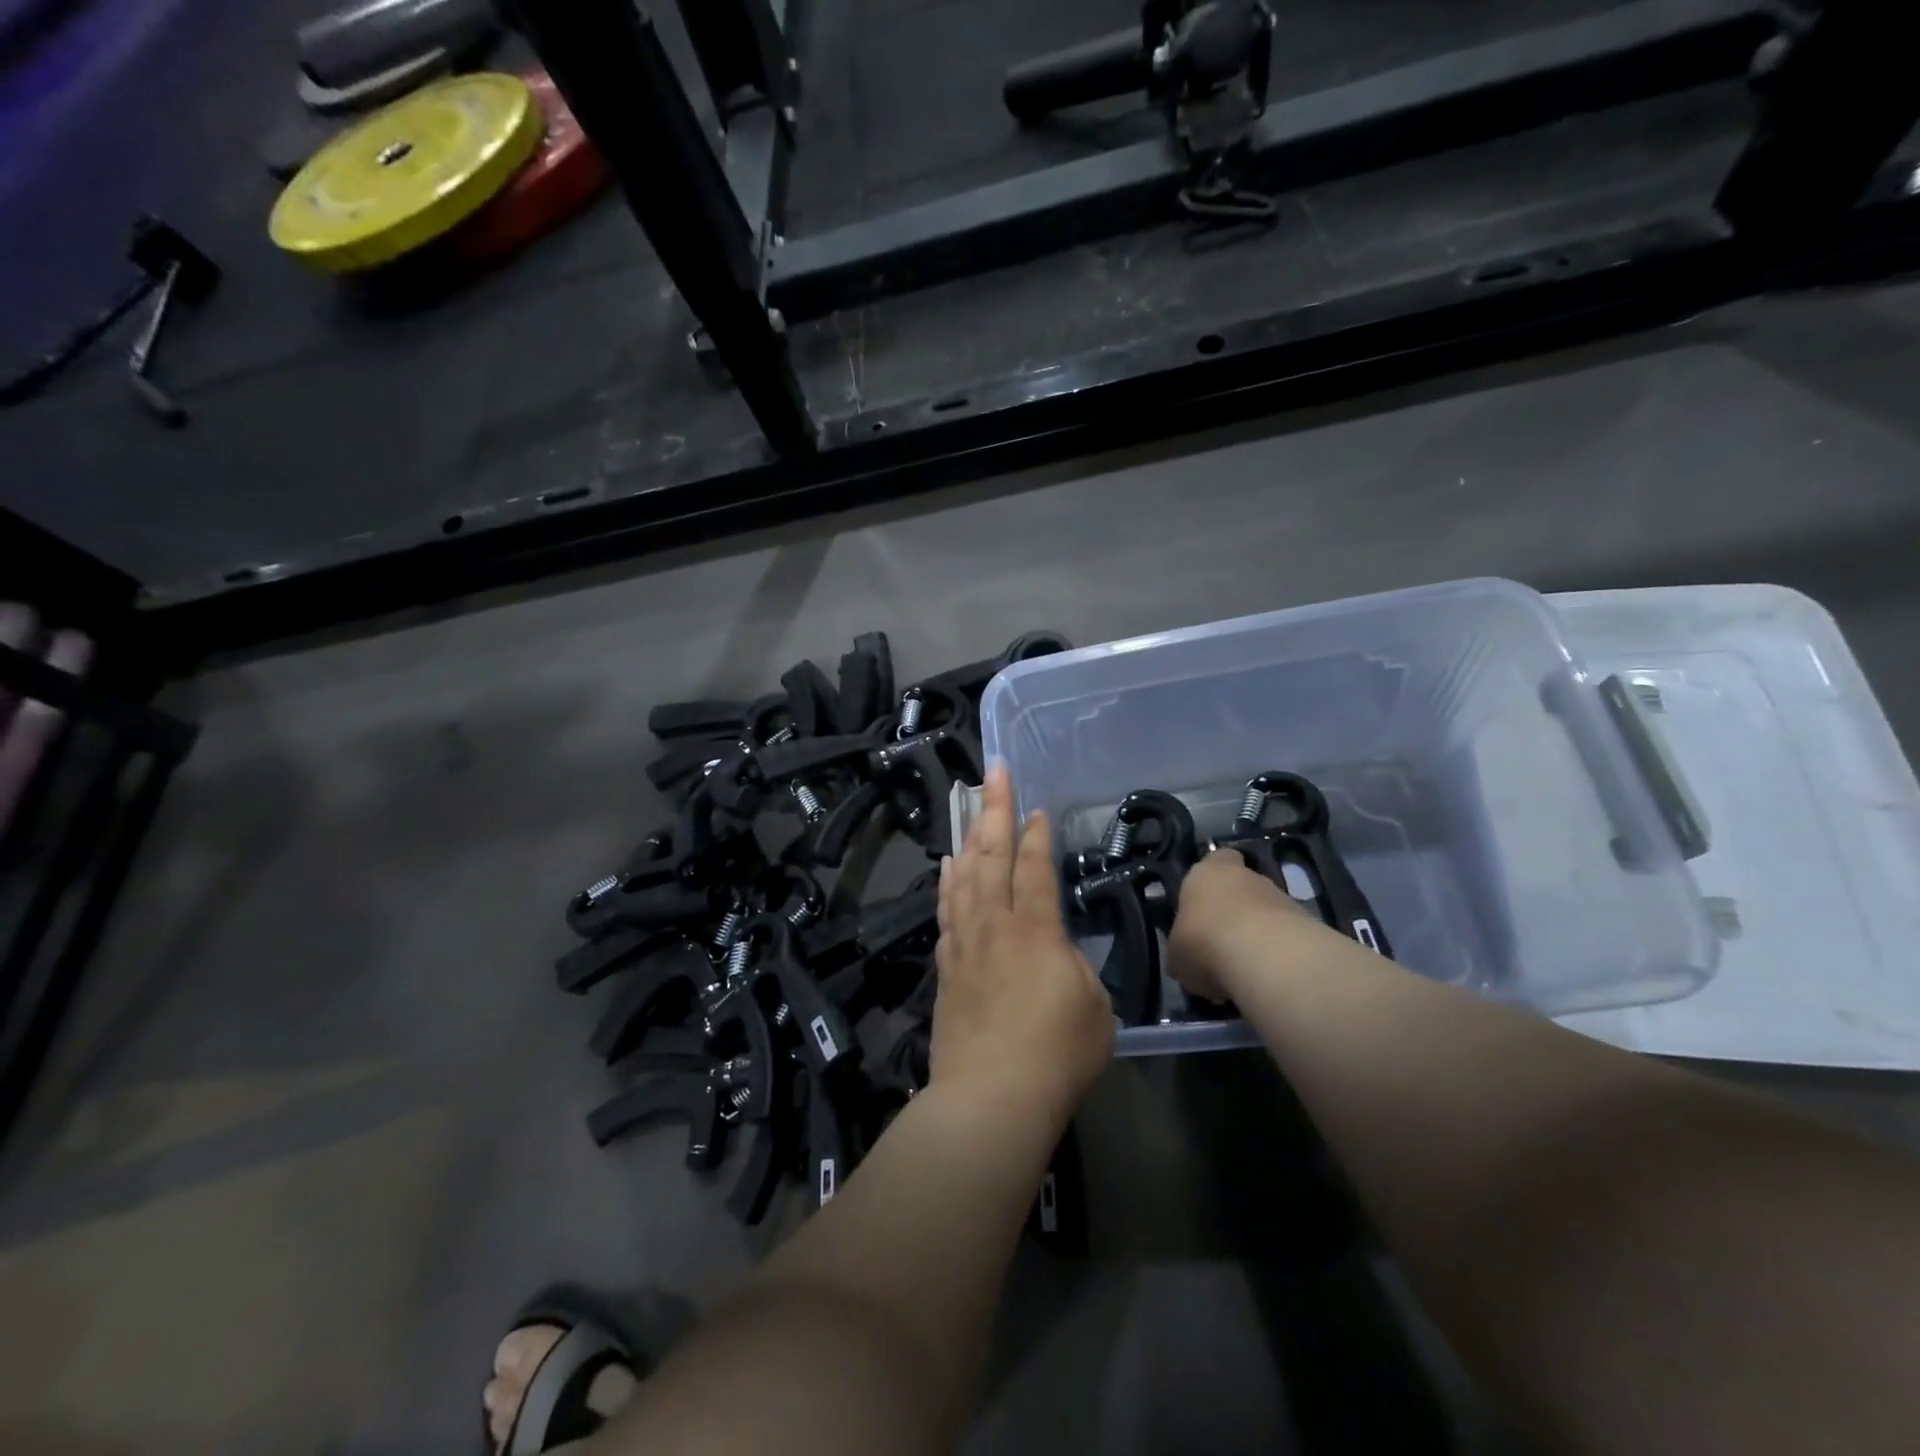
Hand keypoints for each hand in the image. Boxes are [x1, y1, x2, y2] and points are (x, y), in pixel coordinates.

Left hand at [932, 765, 1114, 1120]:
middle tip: (995, 772)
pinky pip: (945, 909)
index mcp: (1035, 929)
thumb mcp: (1094, 1006)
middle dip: (994, 809)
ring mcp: (964, 944)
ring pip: (962, 876)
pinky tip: (948, 867)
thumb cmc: (1057, 1055)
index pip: (1033, 866)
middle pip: (990, 855)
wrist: (990, 1099)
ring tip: (969, 808)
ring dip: (968, 838)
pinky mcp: (945, 967)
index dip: (1035, 833)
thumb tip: (1056, 953)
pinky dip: (947, 882)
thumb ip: (1075, 967)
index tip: (1036, 808)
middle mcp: (994, 925)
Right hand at [1167, 848, 1312, 1001]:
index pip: (1217, 859)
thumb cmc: (1204, 941)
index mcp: (1208, 872)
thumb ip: (1182, 948)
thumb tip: (1186, 959)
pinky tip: (1265, 977)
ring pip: (1266, 913)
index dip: (1213, 879)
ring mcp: (1282, 899)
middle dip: (1235, 912)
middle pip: (1243, 888)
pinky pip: (1285, 938)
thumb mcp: (1177, 953)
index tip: (1206, 902)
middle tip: (1221, 944)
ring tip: (1243, 969)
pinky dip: (1277, 954)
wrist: (1265, 957)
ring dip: (1258, 935)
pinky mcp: (1308, 925)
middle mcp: (1248, 877)